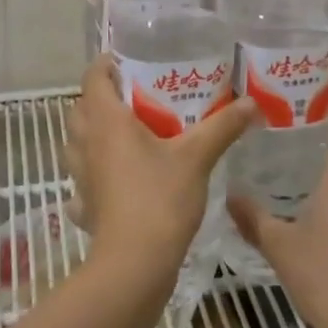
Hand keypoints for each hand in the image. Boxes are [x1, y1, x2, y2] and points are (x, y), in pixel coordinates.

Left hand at [66, 55, 255, 277]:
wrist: (134, 266)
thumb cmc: (160, 199)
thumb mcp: (197, 157)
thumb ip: (222, 126)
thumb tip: (251, 103)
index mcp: (107, 121)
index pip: (93, 78)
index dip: (106, 65)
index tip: (127, 61)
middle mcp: (87, 144)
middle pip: (81, 109)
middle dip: (101, 98)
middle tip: (133, 97)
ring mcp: (81, 178)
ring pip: (76, 144)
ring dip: (92, 135)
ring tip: (123, 135)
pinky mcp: (85, 207)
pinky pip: (82, 183)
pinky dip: (92, 177)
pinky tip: (112, 182)